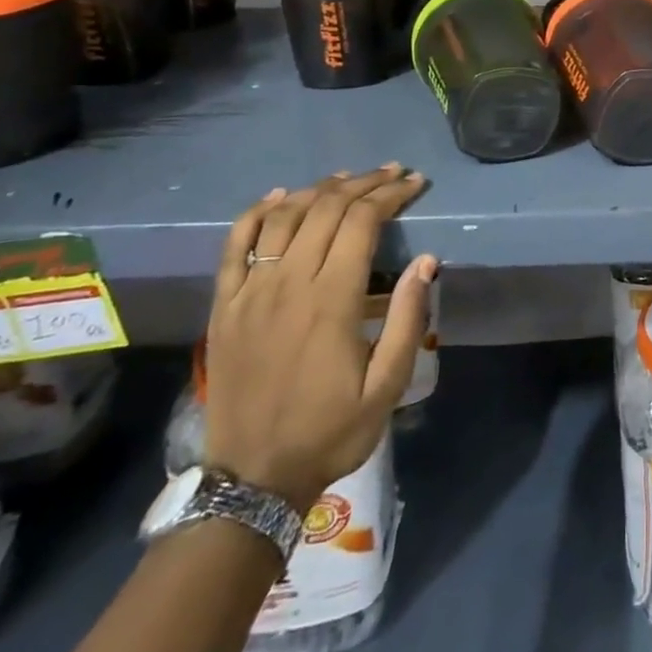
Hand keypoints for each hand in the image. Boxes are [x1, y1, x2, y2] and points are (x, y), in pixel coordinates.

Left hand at [203, 167, 436, 510]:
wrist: (252, 478)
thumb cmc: (330, 431)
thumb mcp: (387, 385)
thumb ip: (408, 319)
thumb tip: (426, 260)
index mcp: (331, 300)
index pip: (362, 222)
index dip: (391, 194)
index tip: (415, 183)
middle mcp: (288, 283)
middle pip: (327, 209)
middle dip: (365, 183)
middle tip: (393, 173)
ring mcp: (250, 292)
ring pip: (284, 217)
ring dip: (319, 189)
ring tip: (349, 178)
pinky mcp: (224, 306)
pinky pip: (235, 244)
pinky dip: (257, 212)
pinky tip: (279, 196)